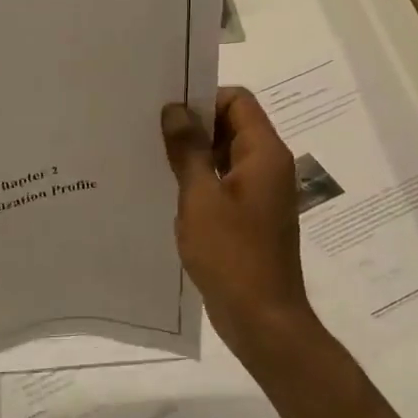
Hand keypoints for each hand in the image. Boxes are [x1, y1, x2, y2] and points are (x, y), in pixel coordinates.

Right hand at [161, 88, 317, 360]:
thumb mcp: (201, 199)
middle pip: (232, 126)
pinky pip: (223, 186)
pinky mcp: (250, 219)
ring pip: (225, 157)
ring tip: (151, 161)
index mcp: (264, 154)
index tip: (165, 112)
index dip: (202, 98)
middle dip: (193, 127)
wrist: (262, 319)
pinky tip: (167, 194)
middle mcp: (268, 167)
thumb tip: (175, 110)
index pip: (237, 100)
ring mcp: (260, 195)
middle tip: (149, 133)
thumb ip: (189, 151)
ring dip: (193, 157)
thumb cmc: (232, 255)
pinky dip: (200, 184)